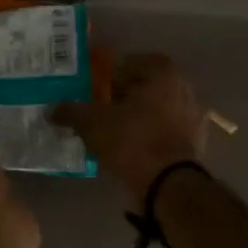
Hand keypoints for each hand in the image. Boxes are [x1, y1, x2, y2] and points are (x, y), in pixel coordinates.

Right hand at [52, 53, 206, 199]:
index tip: (100, 88)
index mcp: (164, 75)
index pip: (136, 62)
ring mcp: (194, 118)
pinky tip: (133, 150)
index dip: (116, 73)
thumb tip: (51, 110)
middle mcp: (184, 90)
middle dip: (127, 96)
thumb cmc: (131, 141)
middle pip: (149, 86)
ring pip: (160, 110)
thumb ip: (71, 112)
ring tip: (116, 132)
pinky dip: (152, 137)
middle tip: (104, 109)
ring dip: (140, 117)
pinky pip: (168, 132)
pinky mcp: (196, 144)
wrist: (168, 185)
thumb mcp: (92, 123)